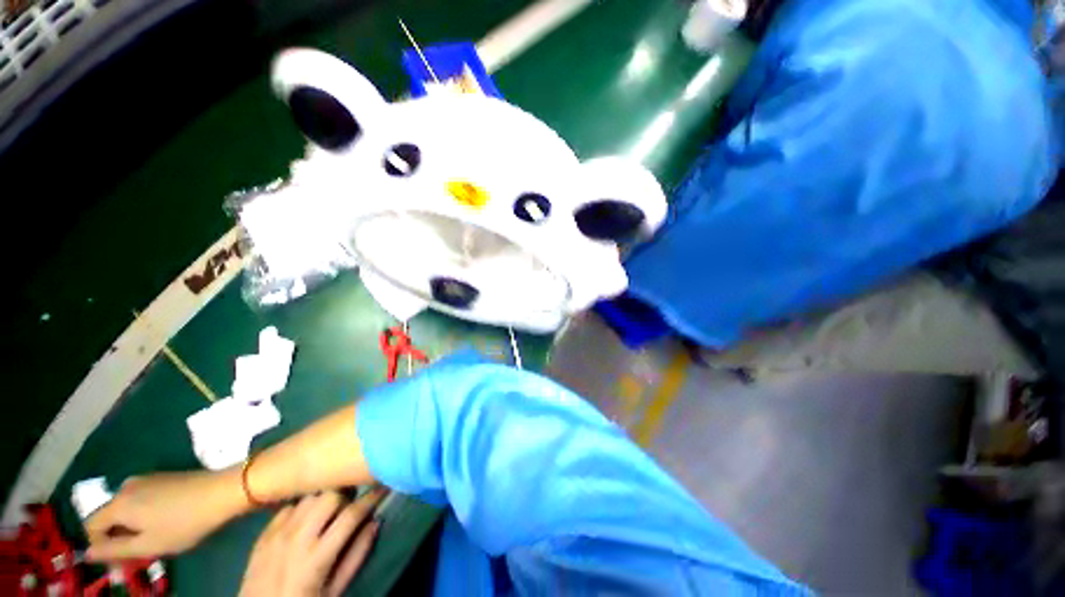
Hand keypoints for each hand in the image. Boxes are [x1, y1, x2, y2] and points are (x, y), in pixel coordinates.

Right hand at [85, 469, 247, 561]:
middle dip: (119, 538)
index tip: (120, 561)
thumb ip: (114, 550)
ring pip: (127, 509)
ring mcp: (146, 479)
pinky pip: (142, 500)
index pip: (91, 526)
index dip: (100, 546)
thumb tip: (87, 553)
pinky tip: (167, 522)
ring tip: (156, 539)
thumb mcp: (147, 545)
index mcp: (118, 503)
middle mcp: (126, 486)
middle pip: (109, 517)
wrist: (222, 490)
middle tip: (141, 554)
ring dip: (134, 527)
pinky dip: (146, 515)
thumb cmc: (184, 522)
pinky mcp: (163, 477)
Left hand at [239, 488, 385, 596]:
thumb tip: (375, 523)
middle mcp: (297, 538)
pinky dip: (304, 506)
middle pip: (330, 496)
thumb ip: (356, 557)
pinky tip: (307, 517)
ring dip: (325, 498)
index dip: (372, 498)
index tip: (384, 486)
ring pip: (310, 496)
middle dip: (347, 496)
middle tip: (352, 503)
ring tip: (331, 509)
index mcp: (317, 557)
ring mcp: (277, 534)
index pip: (351, 515)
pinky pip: (291, 505)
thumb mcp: (334, 591)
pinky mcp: (264, 533)